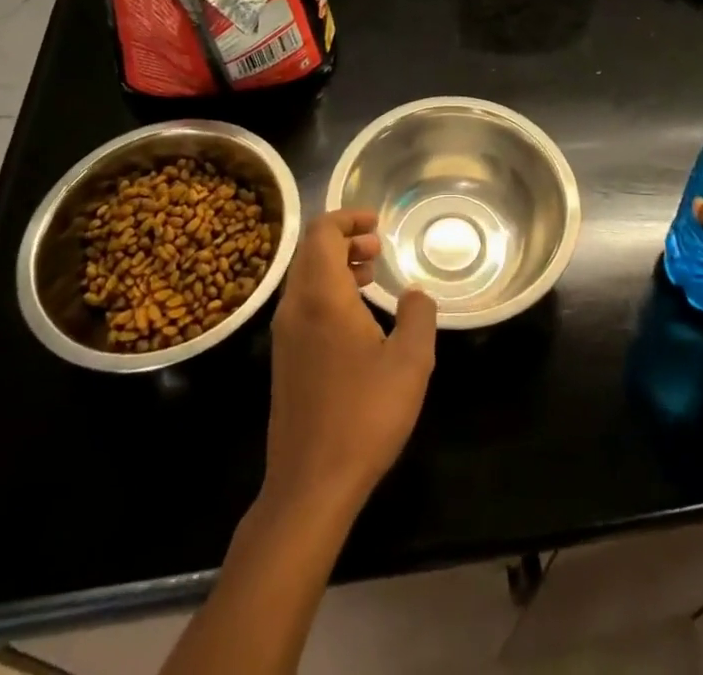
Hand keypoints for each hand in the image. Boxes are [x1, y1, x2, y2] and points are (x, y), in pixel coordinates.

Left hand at [262, 209, 436, 518]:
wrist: (310, 486)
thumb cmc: (364, 416)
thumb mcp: (411, 362)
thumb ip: (419, 315)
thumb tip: (415, 294)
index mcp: (321, 296)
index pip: (322, 232)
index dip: (348, 218)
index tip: (377, 222)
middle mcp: (295, 307)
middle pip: (310, 250)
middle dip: (344, 238)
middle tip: (378, 246)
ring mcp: (284, 335)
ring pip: (305, 277)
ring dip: (336, 265)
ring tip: (371, 274)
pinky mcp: (284, 360)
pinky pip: (303, 303)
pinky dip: (328, 291)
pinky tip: (356, 316)